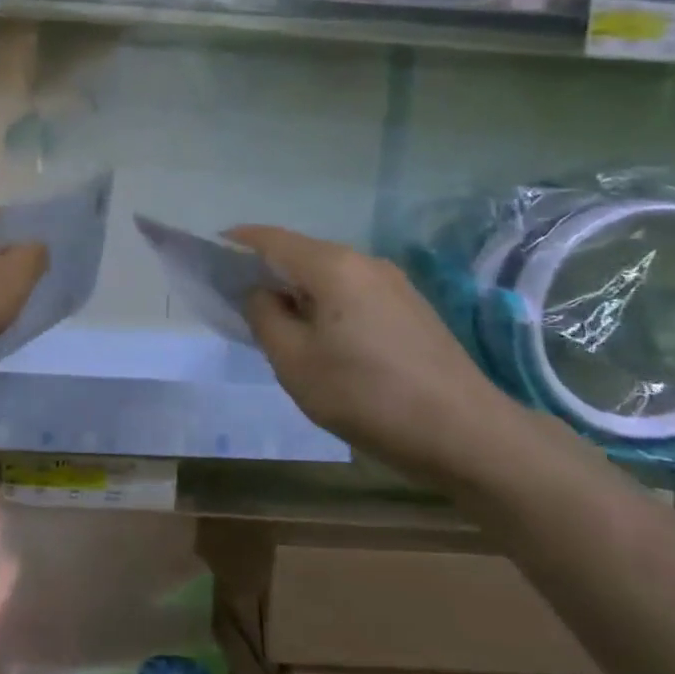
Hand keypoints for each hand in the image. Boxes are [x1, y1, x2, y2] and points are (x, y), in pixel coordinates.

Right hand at [228, 225, 515, 483]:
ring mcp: (393, 284)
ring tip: (279, 330)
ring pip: (327, 276)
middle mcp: (364, 262)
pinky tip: (324, 342)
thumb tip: (260, 293)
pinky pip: (352, 293)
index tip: (206, 261)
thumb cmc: (367, 396)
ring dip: (296, 293)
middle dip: (264, 273)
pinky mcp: (411, 308)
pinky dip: (325, 305)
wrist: (467, 435)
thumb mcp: (294, 362)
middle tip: (238, 306)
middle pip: (299, 254)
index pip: (269, 238)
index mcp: (332, 266)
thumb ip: (264, 317)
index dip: (232, 244)